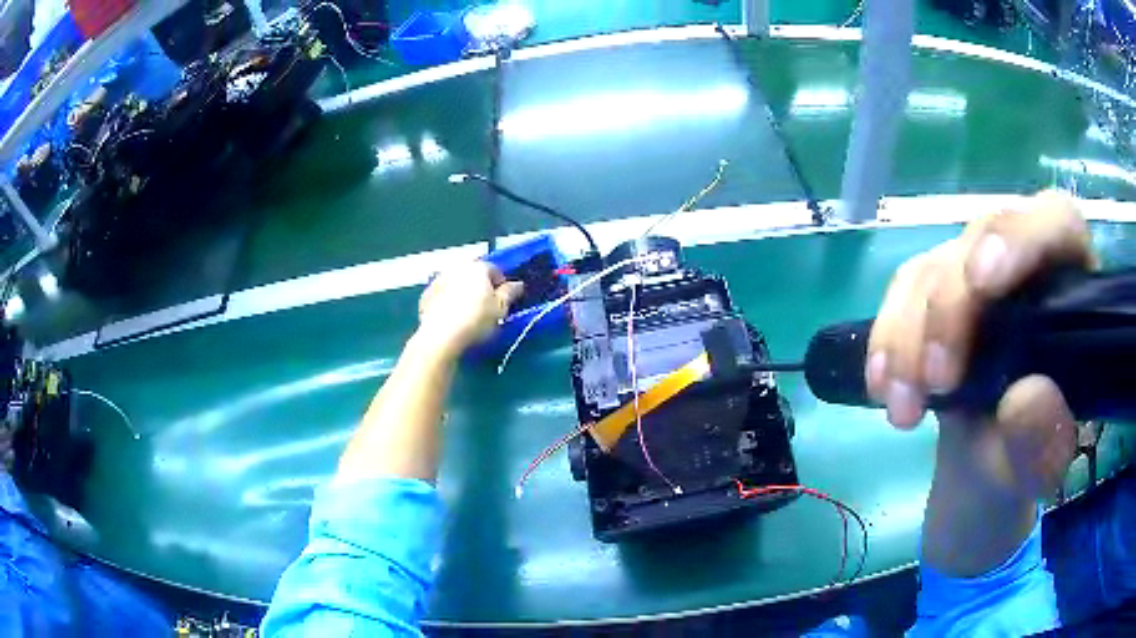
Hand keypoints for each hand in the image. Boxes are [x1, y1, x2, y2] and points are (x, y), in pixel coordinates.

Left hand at [417, 262, 523, 356]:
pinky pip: (442, 295)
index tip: (502, 302)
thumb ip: (510, 293)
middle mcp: (458, 268)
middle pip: (473, 275)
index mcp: (478, 268)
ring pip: (456, 283)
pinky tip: (450, 318)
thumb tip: (518, 284)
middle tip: (485, 307)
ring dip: (462, 293)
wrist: (441, 336)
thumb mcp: (500, 309)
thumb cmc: (476, 320)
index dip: (501, 285)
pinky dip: (447, 302)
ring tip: (466, 313)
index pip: (495, 270)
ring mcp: (439, 280)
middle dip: (480, 287)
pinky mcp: (426, 295)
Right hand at [866, 191, 1094, 497]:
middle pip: (983, 238)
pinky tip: (882, 387)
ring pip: (935, 267)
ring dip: (910, 335)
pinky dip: (888, 339)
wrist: (983, 474)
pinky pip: (903, 292)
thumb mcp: (1038, 470)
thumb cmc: (1022, 465)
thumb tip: (1025, 395)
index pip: (1057, 223)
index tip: (984, 282)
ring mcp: (978, 273)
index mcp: (1073, 290)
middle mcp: (1026, 264)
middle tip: (936, 380)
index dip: (1021, 237)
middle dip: (952, 304)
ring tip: (904, 410)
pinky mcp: (938, 291)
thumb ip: (1042, 441)